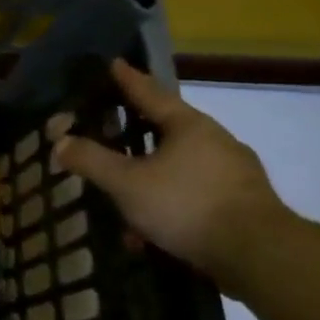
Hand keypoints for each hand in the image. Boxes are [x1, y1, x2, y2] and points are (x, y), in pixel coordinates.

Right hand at [52, 60, 291, 281]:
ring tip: (124, 199)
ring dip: (150, 178)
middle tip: (114, 126)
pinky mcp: (243, 203)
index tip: (114, 63)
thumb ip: (91, 161)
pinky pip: (194, 194)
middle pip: (168, 127)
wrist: (260, 256)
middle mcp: (215, 140)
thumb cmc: (187, 205)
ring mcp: (234, 172)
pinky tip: (151, 233)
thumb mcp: (127, 184)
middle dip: (138, 131)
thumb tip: (59, 141)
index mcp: (188, 125)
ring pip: (180, 166)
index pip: (150, 93)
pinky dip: (169, 204)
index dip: (128, 79)